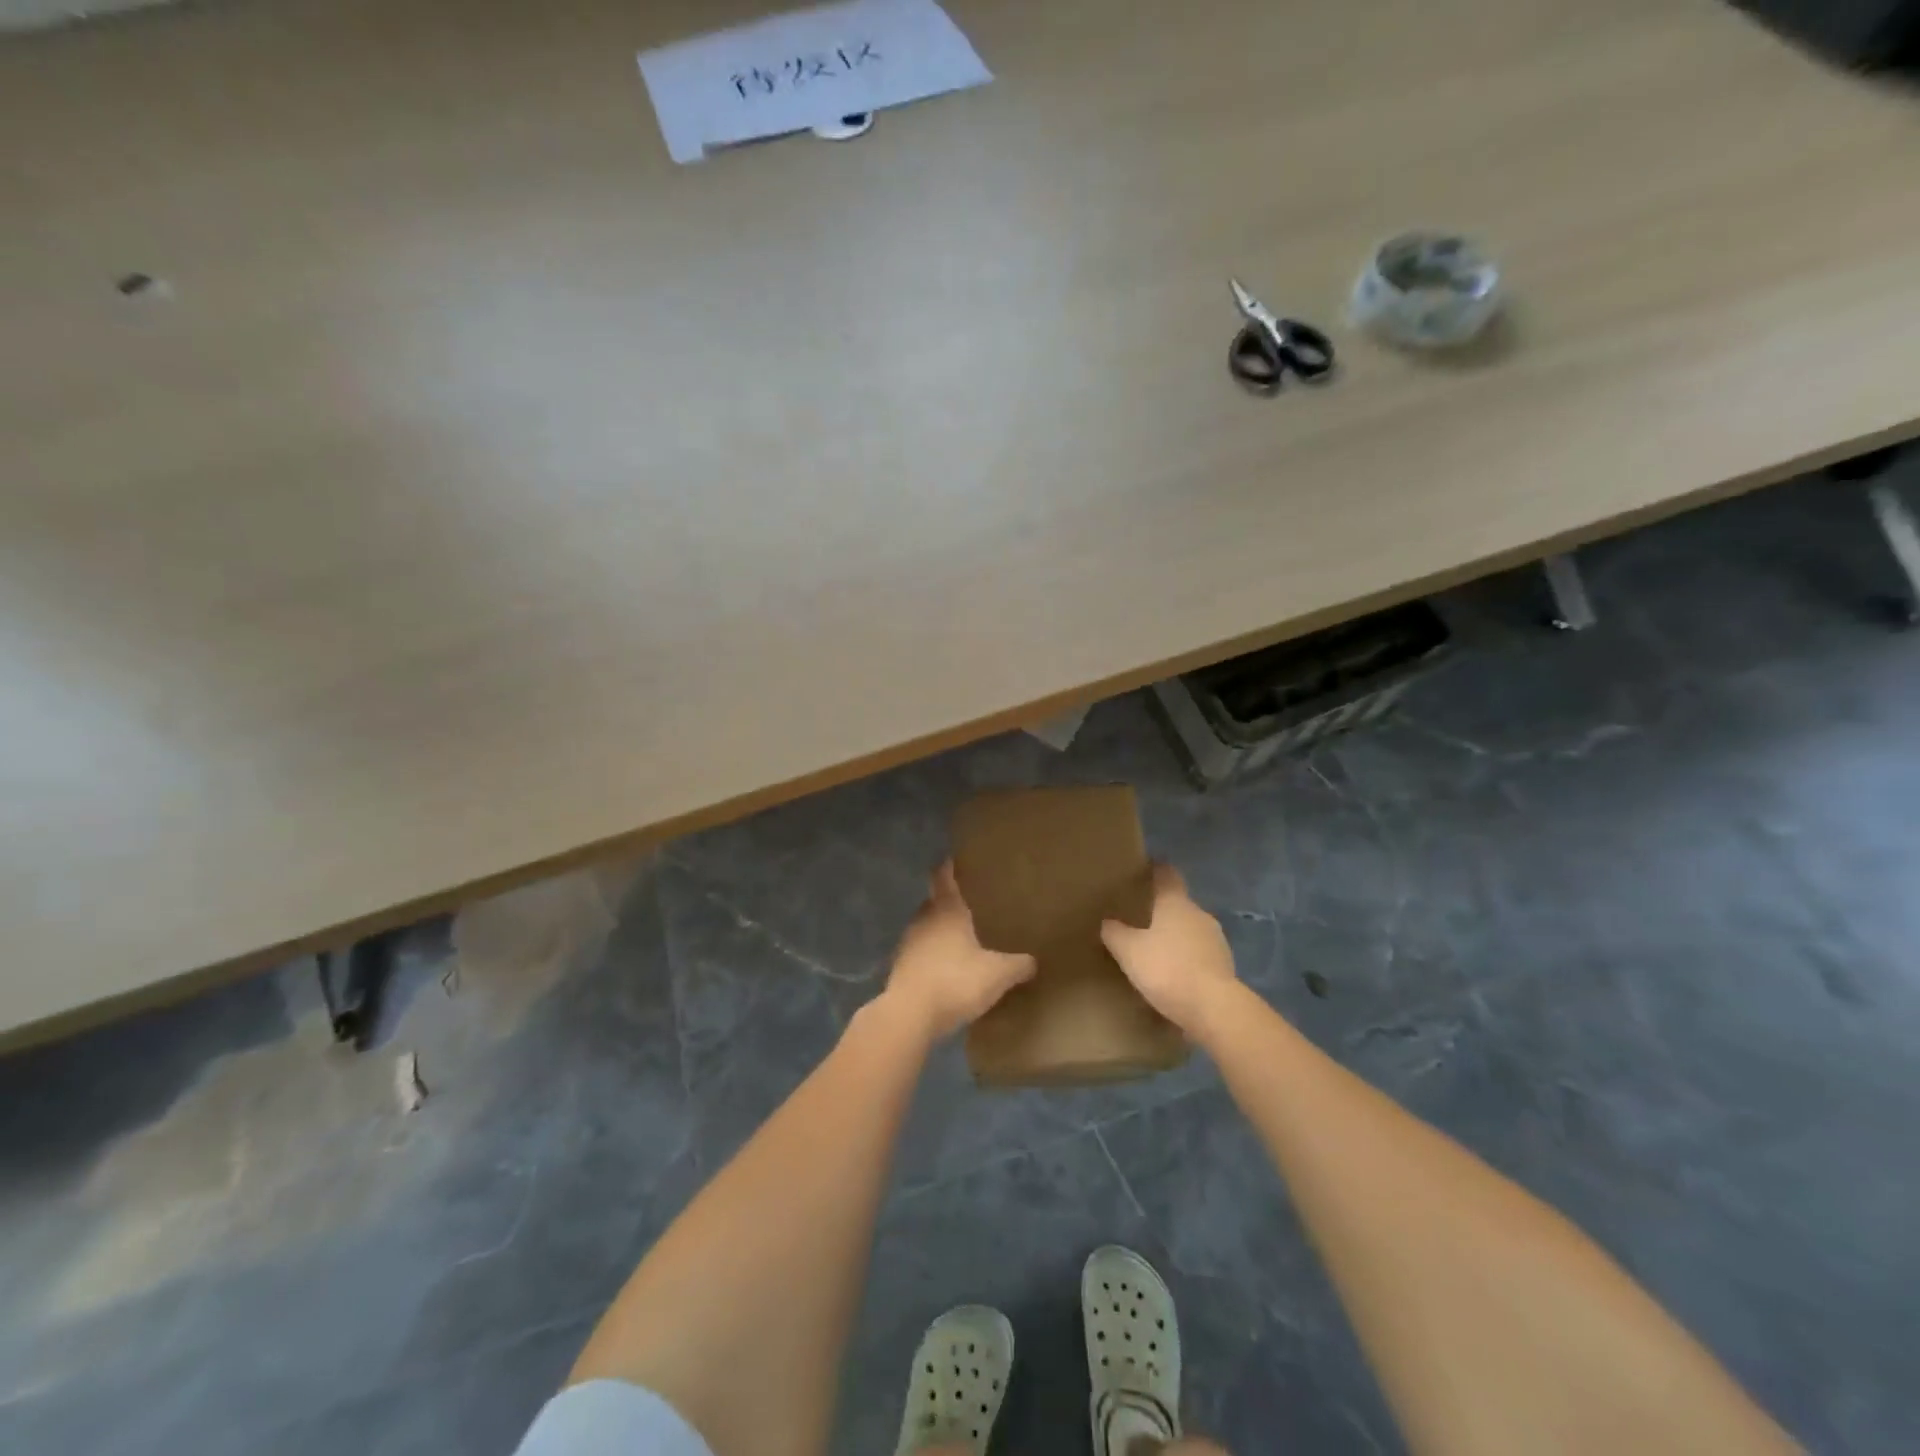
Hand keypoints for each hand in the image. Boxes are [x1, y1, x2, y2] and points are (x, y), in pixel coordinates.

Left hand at [882, 862, 1036, 1042]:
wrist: (909, 1015)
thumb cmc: (955, 981)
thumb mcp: (997, 974)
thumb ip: (1017, 965)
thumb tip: (1033, 961)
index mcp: (947, 910)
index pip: (943, 877)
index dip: (948, 866)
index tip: (953, 859)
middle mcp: (924, 919)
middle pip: (934, 902)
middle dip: (949, 903)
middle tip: (970, 905)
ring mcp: (908, 943)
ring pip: (926, 928)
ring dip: (940, 932)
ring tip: (960, 940)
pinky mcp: (900, 968)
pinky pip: (919, 953)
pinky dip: (931, 956)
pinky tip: (946, 970)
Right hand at [1100, 863, 1238, 1036]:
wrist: (1214, 1009)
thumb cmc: (1167, 969)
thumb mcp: (1129, 951)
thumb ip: (1115, 933)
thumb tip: (1108, 922)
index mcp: (1176, 903)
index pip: (1167, 875)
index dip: (1157, 869)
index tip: (1147, 867)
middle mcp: (1199, 915)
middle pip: (1179, 904)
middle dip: (1162, 910)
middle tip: (1141, 918)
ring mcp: (1216, 941)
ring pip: (1191, 930)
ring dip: (1176, 937)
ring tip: (1156, 951)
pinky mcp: (1225, 966)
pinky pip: (1199, 955)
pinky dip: (1187, 960)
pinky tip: (1173, 976)